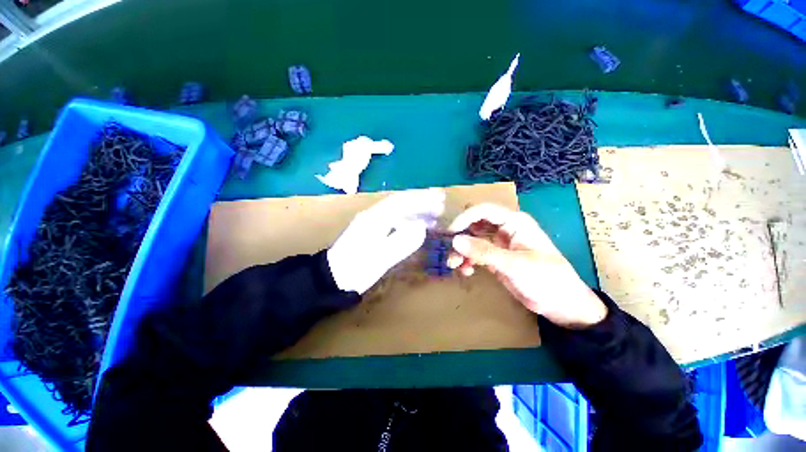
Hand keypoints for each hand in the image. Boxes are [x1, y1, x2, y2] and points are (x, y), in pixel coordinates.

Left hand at [327, 188, 445, 293]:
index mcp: (374, 218)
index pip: (401, 201)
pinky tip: (417, 226)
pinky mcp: (373, 231)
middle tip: (441, 203)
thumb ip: (401, 241)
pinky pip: (395, 219)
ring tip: (434, 214)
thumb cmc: (356, 269)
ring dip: (416, 209)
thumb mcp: (380, 258)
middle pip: (400, 202)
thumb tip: (421, 227)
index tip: (439, 201)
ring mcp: (372, 222)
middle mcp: (373, 215)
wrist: (333, 279)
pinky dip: (409, 219)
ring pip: (398, 210)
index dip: (421, 199)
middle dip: (421, 200)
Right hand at [447, 204, 606, 328]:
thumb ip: (483, 252)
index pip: (483, 211)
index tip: (450, 233)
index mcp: (514, 222)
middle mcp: (504, 229)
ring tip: (455, 265)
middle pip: (474, 224)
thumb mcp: (514, 265)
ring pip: (472, 240)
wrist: (562, 305)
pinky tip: (466, 271)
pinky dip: (467, 260)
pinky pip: (475, 254)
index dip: (465, 218)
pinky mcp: (495, 258)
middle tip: (451, 251)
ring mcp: (499, 244)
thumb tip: (455, 240)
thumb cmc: (546, 279)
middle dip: (461, 236)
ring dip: (462, 250)